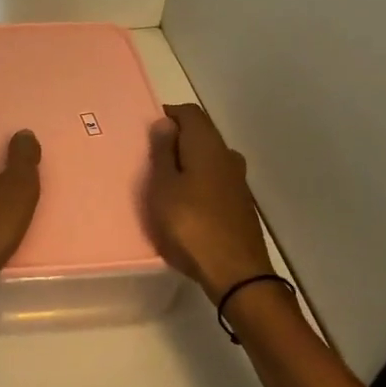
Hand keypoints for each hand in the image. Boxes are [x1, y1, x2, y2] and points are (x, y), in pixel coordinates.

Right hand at [145, 103, 274, 301]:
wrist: (235, 273)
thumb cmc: (190, 224)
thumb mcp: (163, 187)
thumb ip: (162, 152)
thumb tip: (165, 122)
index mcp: (207, 145)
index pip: (189, 112)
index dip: (167, 115)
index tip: (145, 130)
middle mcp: (227, 156)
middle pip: (201, 134)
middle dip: (175, 139)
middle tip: (148, 158)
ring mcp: (238, 181)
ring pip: (208, 159)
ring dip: (187, 163)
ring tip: (163, 182)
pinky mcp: (240, 204)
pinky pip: (214, 180)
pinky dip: (197, 182)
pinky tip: (184, 203)